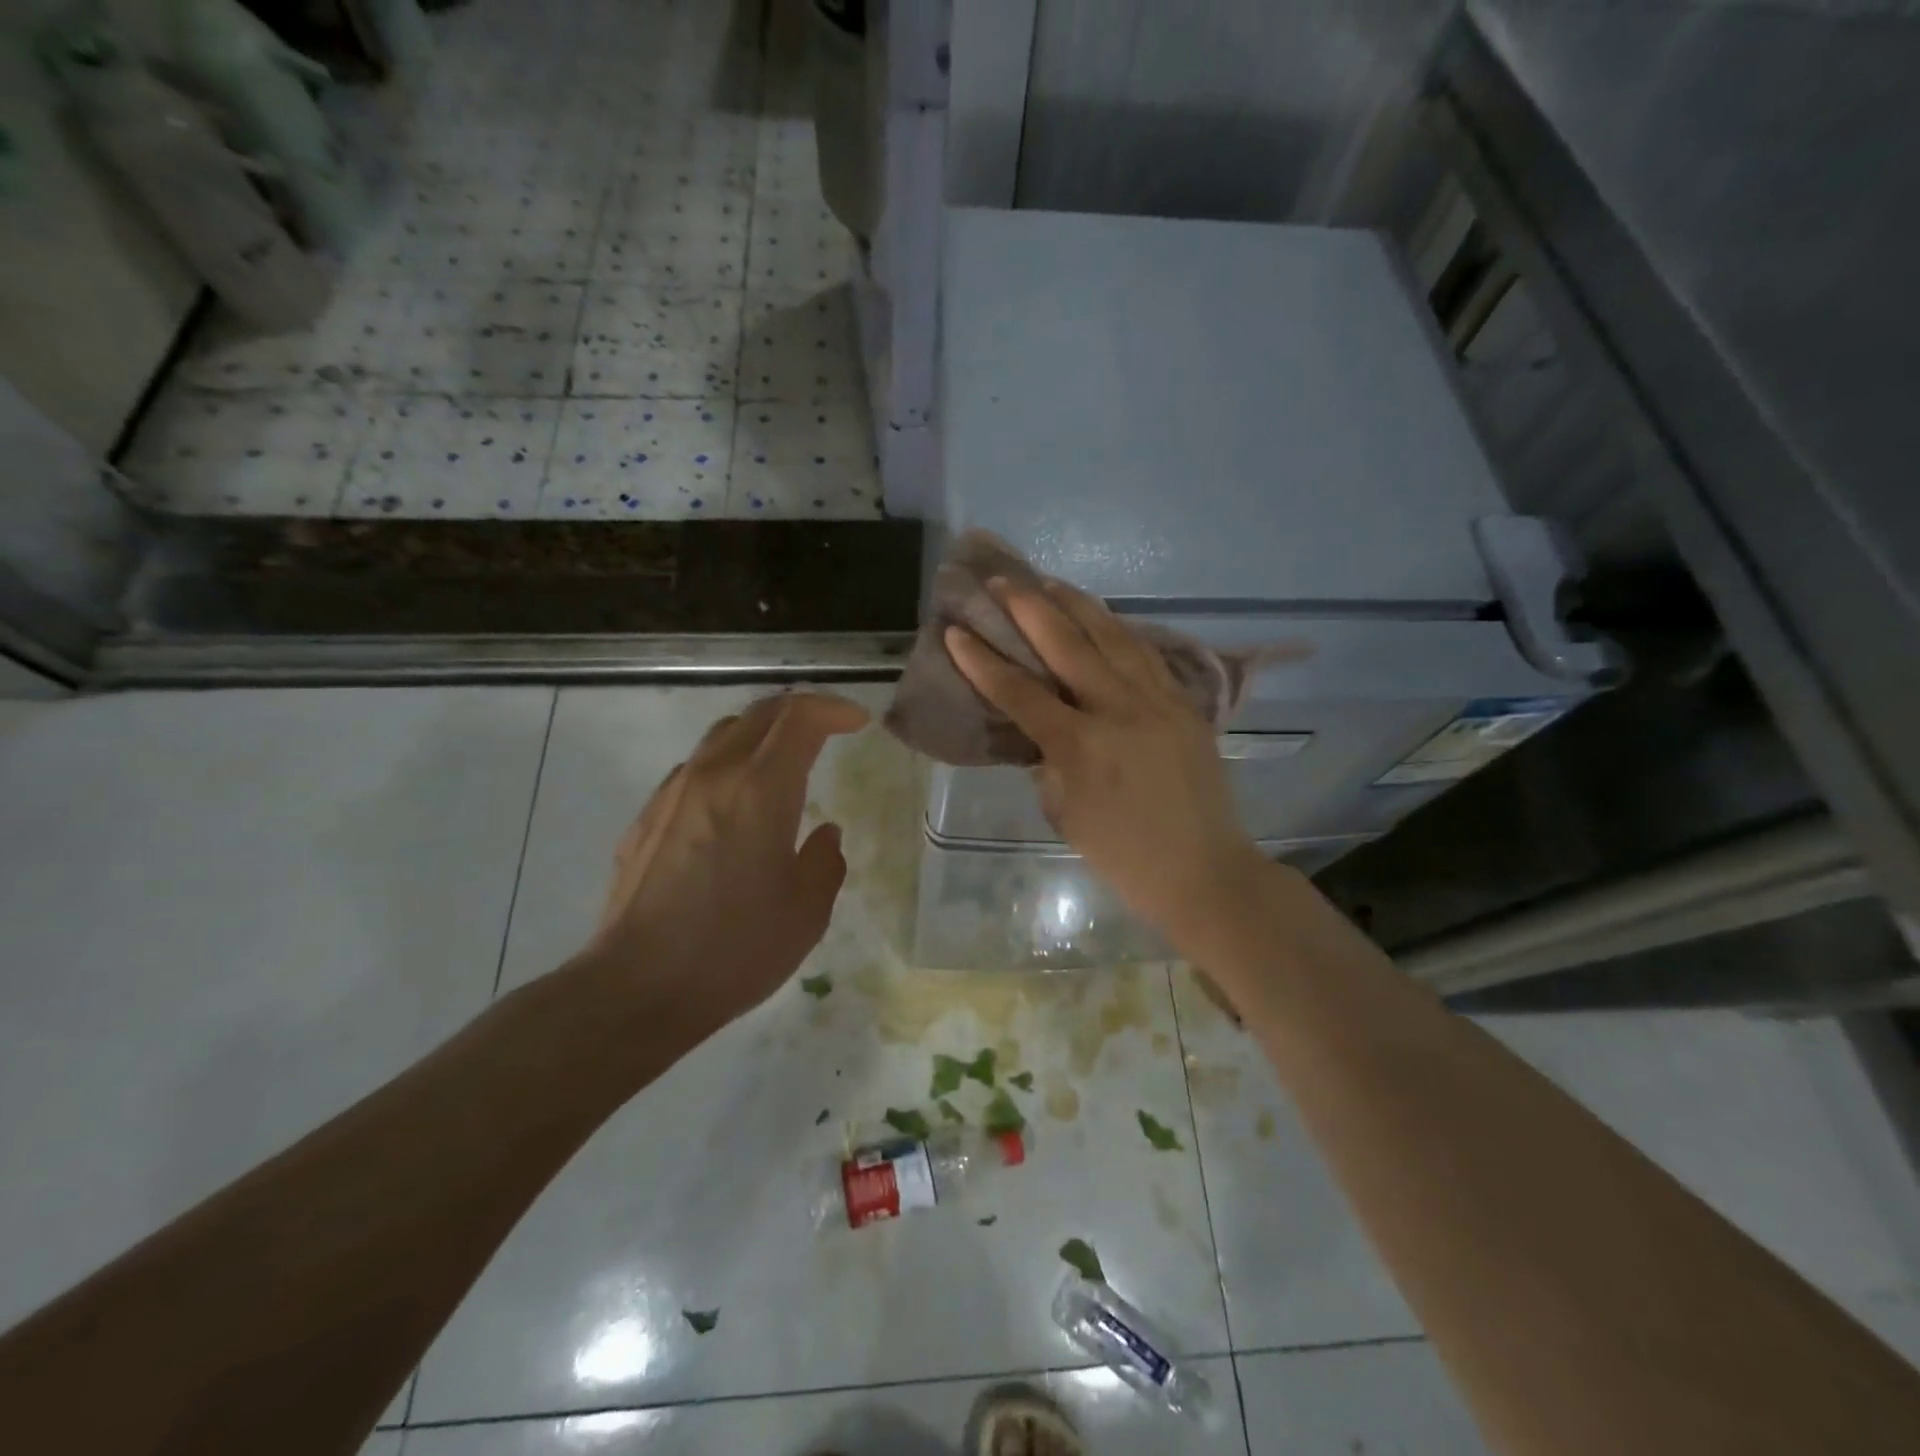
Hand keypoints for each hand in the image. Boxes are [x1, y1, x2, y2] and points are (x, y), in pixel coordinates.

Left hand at [577, 692, 869, 1040]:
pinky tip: (735, 804)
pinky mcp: (647, 817)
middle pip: (759, 713)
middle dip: (800, 711)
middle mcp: (714, 775)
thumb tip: (824, 833)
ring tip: (783, 761)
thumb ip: (825, 862)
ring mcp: (674, 793)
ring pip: (722, 735)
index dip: (833, 709)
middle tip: (828, 728)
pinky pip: (695, 769)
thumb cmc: (734, 949)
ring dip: (761, 734)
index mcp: (761, 789)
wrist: (636, 988)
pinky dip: (728, 764)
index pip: (799, 718)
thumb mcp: (806, 912)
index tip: (858, 723)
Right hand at [945, 579, 1270, 946]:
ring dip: (1077, 604)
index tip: (956, 630)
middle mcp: (1119, 711)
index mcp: (1081, 747)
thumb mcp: (1066, 815)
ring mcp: (1158, 701)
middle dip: (1028, 607)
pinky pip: (1145, 654)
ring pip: (1112, 636)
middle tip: (1001, 579)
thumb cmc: (1124, 857)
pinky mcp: (1184, 703)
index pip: (1020, 692)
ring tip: (1048, 581)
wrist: (1204, 870)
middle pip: (1067, 644)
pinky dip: (1118, 629)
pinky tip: (1101, 617)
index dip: (982, 660)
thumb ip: (1048, 765)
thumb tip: (1041, 733)